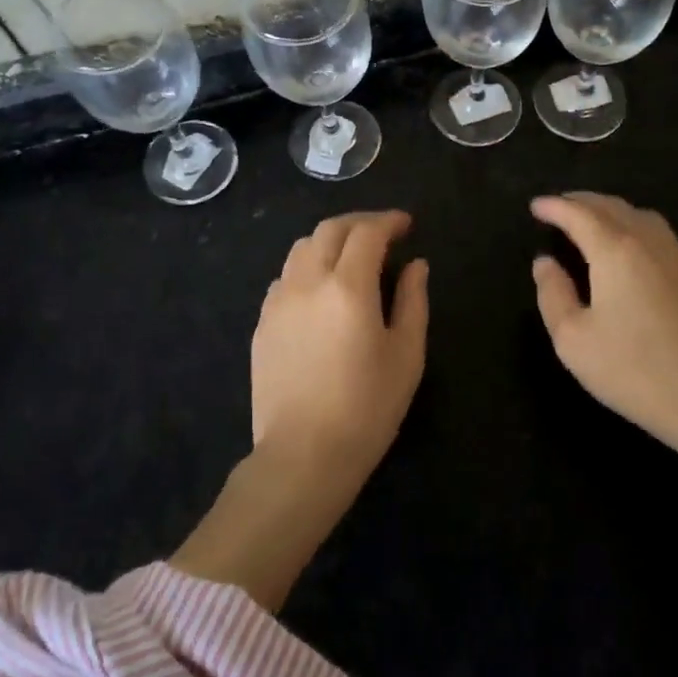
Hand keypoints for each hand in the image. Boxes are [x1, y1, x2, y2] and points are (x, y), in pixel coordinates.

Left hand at [252, 210, 430, 477]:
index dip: (389, 221)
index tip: (406, 225)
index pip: (367, 232)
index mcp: (348, 287)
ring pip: (301, 248)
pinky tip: (320, 290)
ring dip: (329, 241)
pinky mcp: (262, 323)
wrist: (303, 455)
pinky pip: (284, 277)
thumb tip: (416, 264)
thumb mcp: (406, 355)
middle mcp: (307, 282)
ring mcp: (278, 301)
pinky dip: (306, 268)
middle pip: (329, 230)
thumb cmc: (367, 408)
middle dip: (359, 223)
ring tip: (350, 257)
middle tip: (383, 233)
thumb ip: (412, 301)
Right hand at [531, 192, 677, 482]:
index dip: (554, 208)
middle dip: (579, 202)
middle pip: (610, 206)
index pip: (579, 215)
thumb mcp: (573, 340)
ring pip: (635, 213)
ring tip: (585, 218)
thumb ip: (553, 294)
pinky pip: (652, 229)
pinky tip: (621, 241)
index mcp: (616, 252)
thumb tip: (545, 263)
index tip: (534, 206)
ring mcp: (673, 256)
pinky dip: (628, 221)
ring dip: (606, 208)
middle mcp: (646, 243)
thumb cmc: (633, 371)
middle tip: (555, 208)